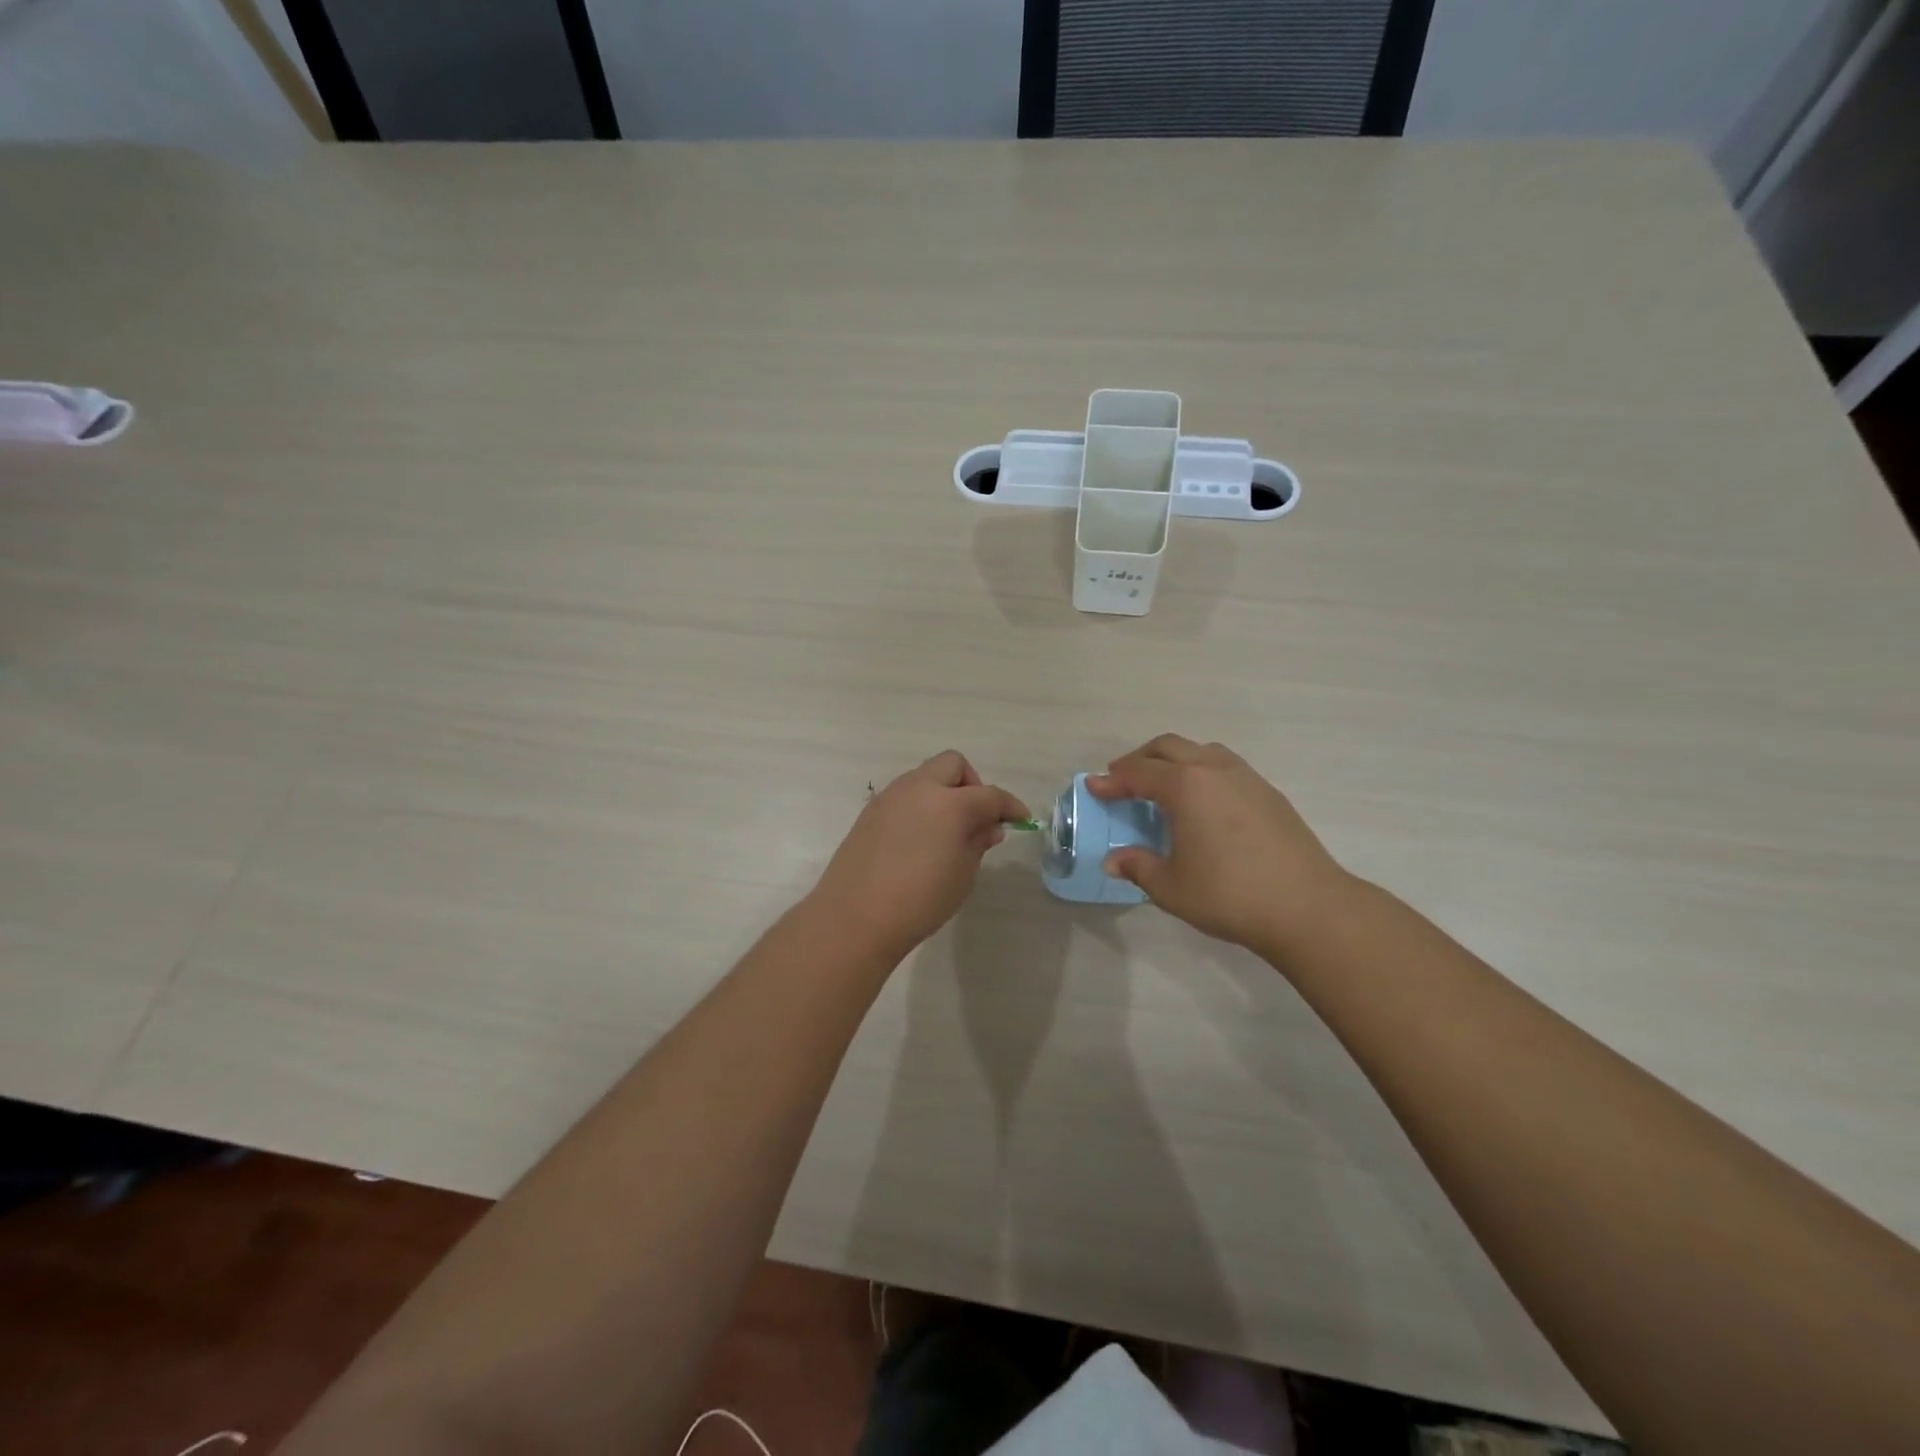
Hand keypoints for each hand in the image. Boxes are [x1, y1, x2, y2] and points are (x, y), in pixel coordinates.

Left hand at [811, 751, 1028, 962]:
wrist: (855, 917)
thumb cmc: (920, 901)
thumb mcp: (962, 875)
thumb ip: (977, 842)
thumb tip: (988, 826)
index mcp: (950, 804)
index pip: (990, 795)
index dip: (1010, 805)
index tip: (1020, 818)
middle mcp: (919, 788)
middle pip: (953, 765)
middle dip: (972, 784)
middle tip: (976, 817)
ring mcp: (890, 796)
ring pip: (925, 776)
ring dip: (943, 792)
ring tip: (947, 831)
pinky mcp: (870, 811)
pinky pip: (904, 795)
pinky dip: (920, 805)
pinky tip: (919, 838)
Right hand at [1088, 734, 1350, 959]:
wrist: (1307, 907)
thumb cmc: (1229, 895)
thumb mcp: (1170, 887)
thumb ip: (1138, 867)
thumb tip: (1113, 861)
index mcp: (1185, 786)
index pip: (1138, 773)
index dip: (1111, 780)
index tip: (1093, 787)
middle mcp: (1214, 770)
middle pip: (1168, 747)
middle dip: (1140, 759)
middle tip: (1122, 781)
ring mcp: (1247, 778)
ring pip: (1201, 751)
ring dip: (1174, 760)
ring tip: (1163, 786)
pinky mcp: (1269, 793)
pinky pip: (1225, 766)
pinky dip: (1202, 772)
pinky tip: (1203, 803)